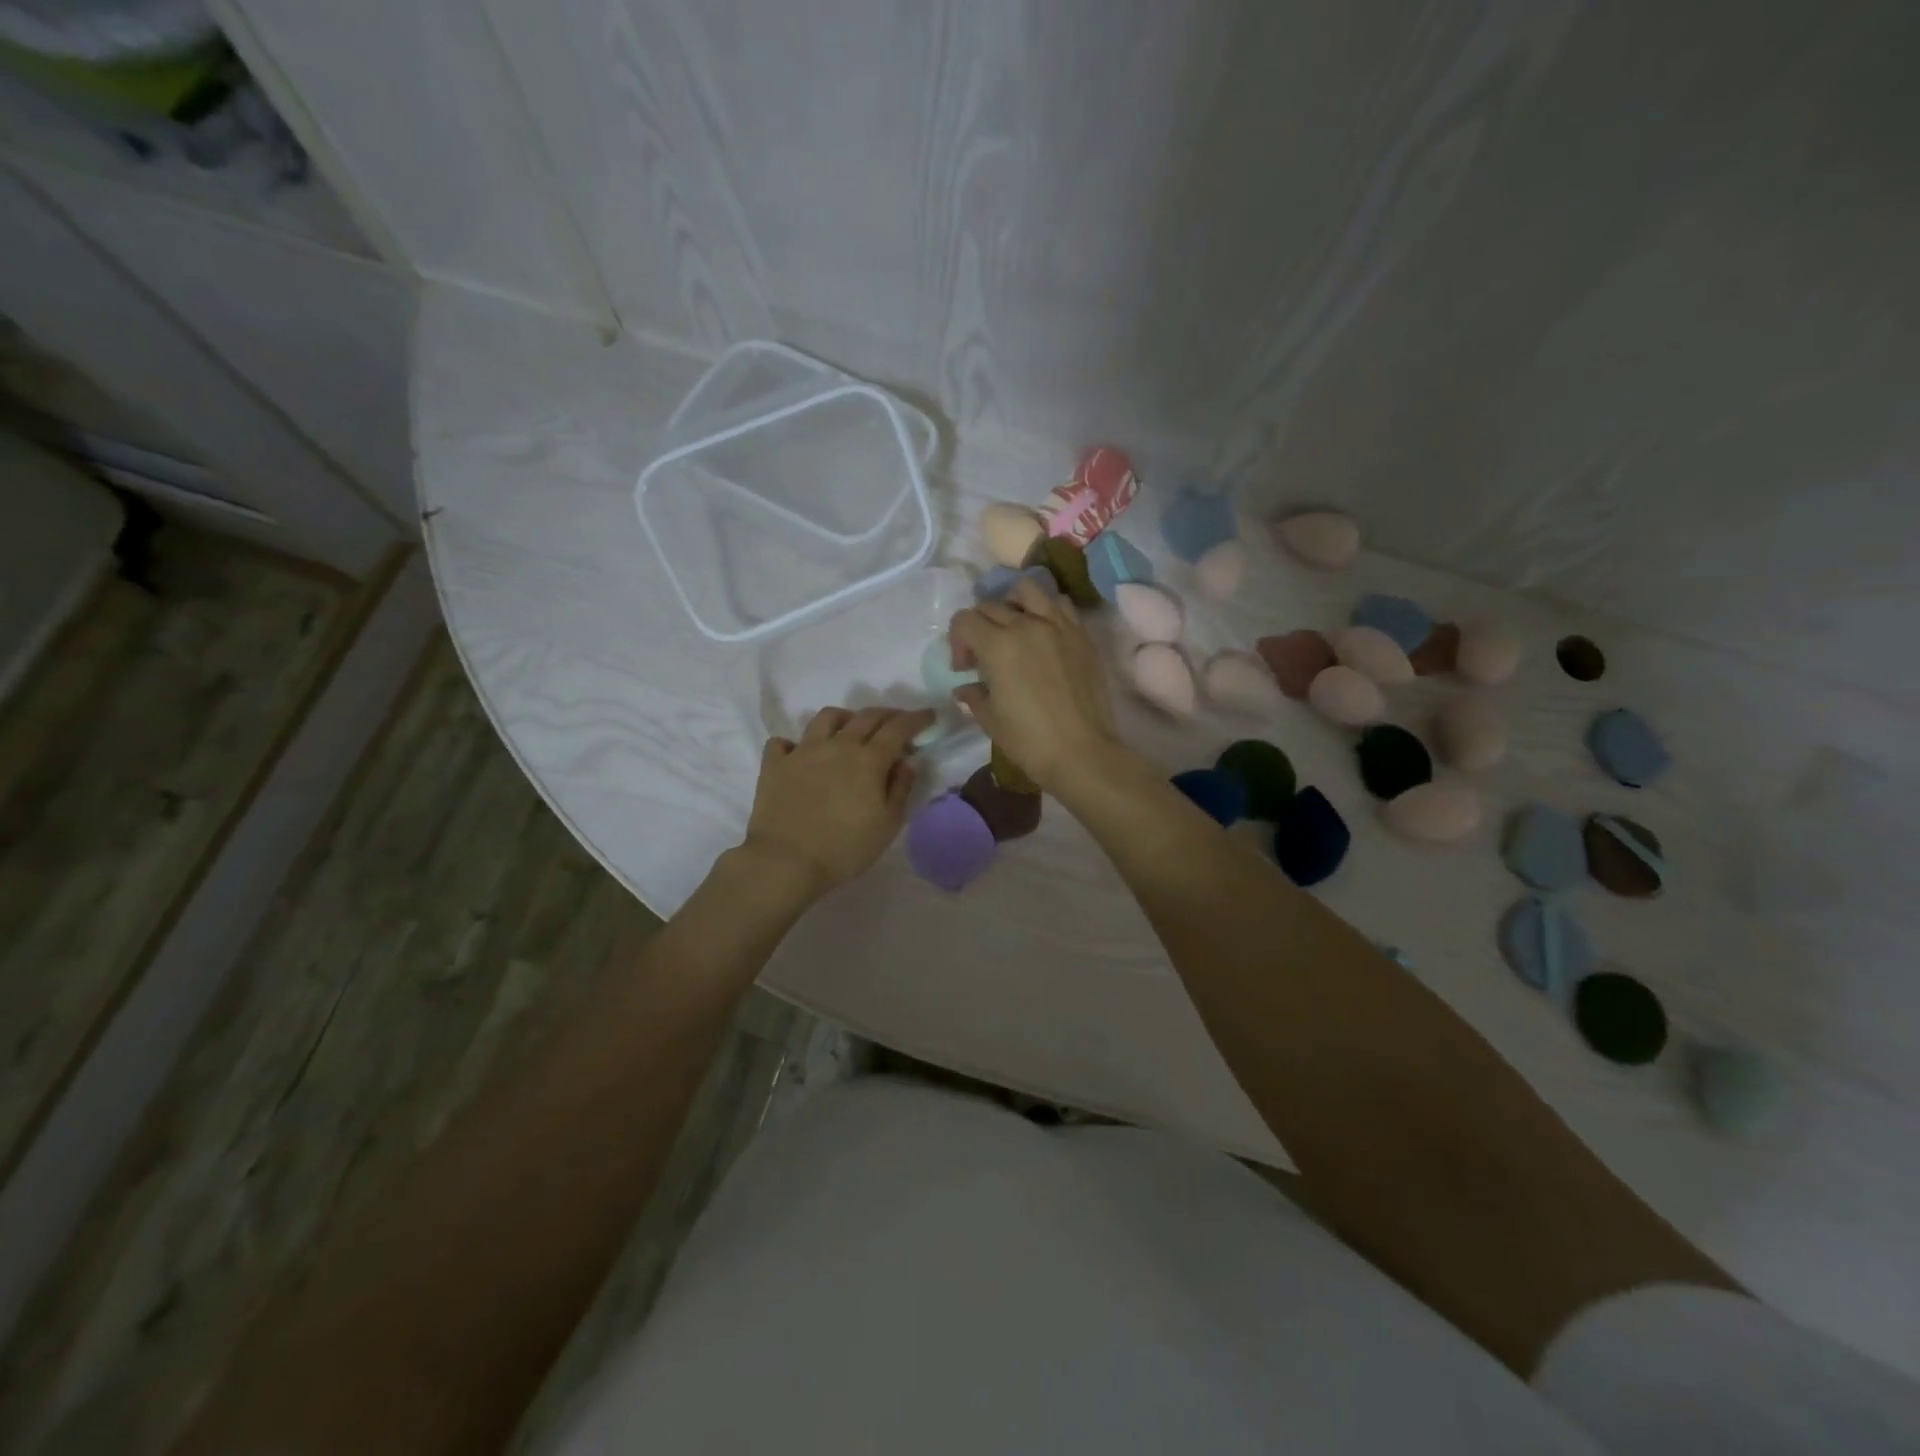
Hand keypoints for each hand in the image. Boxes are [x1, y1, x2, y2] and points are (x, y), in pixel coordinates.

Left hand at [740, 705, 935, 899]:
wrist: (785, 862)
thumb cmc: (845, 848)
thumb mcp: (887, 824)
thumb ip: (901, 787)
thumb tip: (909, 760)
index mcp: (869, 759)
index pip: (899, 728)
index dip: (917, 718)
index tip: (929, 715)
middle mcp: (838, 745)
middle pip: (866, 716)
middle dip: (887, 714)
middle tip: (897, 722)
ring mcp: (803, 751)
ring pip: (827, 717)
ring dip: (845, 718)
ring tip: (850, 730)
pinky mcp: (775, 764)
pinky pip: (783, 742)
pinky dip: (794, 744)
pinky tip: (800, 754)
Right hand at [948, 577, 1121, 793]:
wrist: (1081, 752)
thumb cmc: (1028, 740)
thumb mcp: (990, 719)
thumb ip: (974, 696)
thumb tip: (965, 688)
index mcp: (998, 645)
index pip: (965, 620)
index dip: (957, 641)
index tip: (965, 668)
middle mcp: (1027, 625)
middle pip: (991, 605)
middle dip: (979, 627)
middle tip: (984, 656)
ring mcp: (1058, 626)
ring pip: (1028, 590)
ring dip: (1013, 604)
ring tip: (1015, 628)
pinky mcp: (1082, 635)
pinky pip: (1060, 605)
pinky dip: (1046, 610)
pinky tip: (1044, 634)